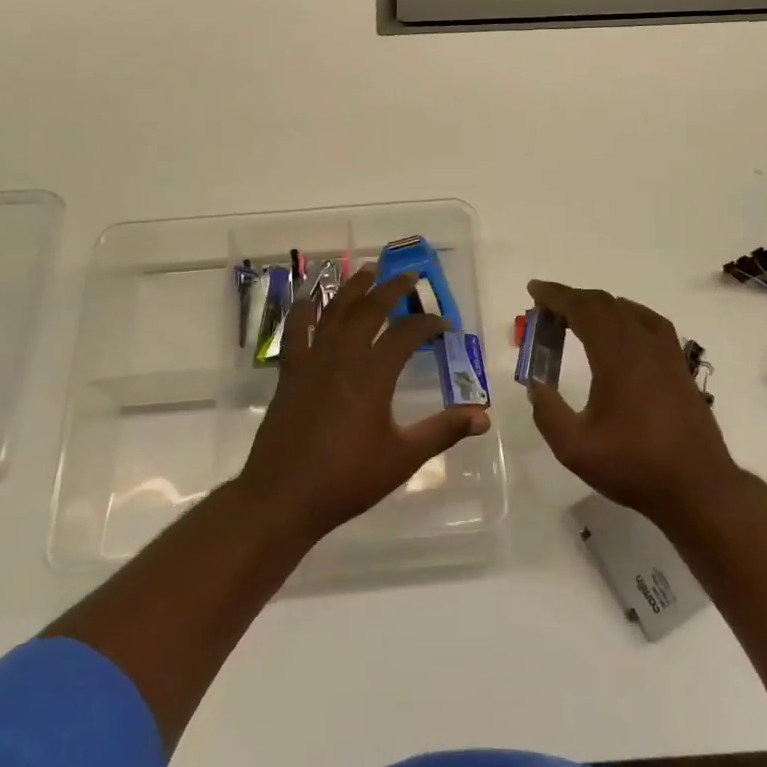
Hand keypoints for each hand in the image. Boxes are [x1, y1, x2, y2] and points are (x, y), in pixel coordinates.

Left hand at [233, 265, 490, 540]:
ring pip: (334, 312)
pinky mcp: (290, 373)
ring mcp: (312, 362)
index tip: (445, 324)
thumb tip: (483, 416)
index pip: (407, 334)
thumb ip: (442, 431)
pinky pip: (296, 331)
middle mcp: (342, 358)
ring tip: (367, 270)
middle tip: (410, 275)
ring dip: (352, 288)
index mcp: (372, 375)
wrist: (283, 497)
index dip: (428, 323)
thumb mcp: (402, 457)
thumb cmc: (346, 479)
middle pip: (370, 310)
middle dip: (392, 288)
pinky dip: (304, 310)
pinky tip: (311, 297)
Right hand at [526, 280, 742, 529]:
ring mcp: (666, 353)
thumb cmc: (634, 466)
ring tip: (576, 319)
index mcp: (617, 356)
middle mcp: (643, 344)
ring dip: (598, 307)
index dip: (556, 295)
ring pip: (629, 311)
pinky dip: (625, 316)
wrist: (698, 487)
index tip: (534, 290)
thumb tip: (536, 386)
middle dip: (573, 299)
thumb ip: (547, 412)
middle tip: (545, 309)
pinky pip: (649, 323)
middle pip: (605, 304)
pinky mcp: (679, 366)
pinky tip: (620, 333)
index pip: (583, 309)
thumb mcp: (575, 448)